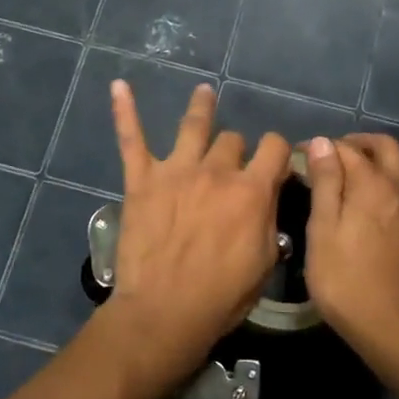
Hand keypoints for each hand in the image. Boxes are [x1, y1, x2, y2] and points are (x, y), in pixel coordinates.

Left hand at [104, 80, 287, 395]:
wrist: (164, 312)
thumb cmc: (221, 296)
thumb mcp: (265, 262)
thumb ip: (269, 219)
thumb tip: (269, 193)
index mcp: (251, 191)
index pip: (275, 148)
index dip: (279, 152)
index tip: (276, 162)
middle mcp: (216, 171)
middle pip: (233, 141)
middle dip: (236, 150)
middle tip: (231, 167)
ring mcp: (176, 171)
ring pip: (193, 126)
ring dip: (202, 107)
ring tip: (204, 92)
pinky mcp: (142, 180)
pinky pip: (131, 139)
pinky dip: (125, 111)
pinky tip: (119, 86)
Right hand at [301, 134, 398, 353]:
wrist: (393, 327)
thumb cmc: (345, 280)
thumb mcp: (322, 230)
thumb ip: (325, 183)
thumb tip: (323, 142)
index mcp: (371, 184)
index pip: (345, 149)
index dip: (322, 148)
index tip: (302, 156)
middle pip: (385, 147)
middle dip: (359, 144)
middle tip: (336, 156)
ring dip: (390, 161)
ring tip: (369, 175)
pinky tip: (392, 201)